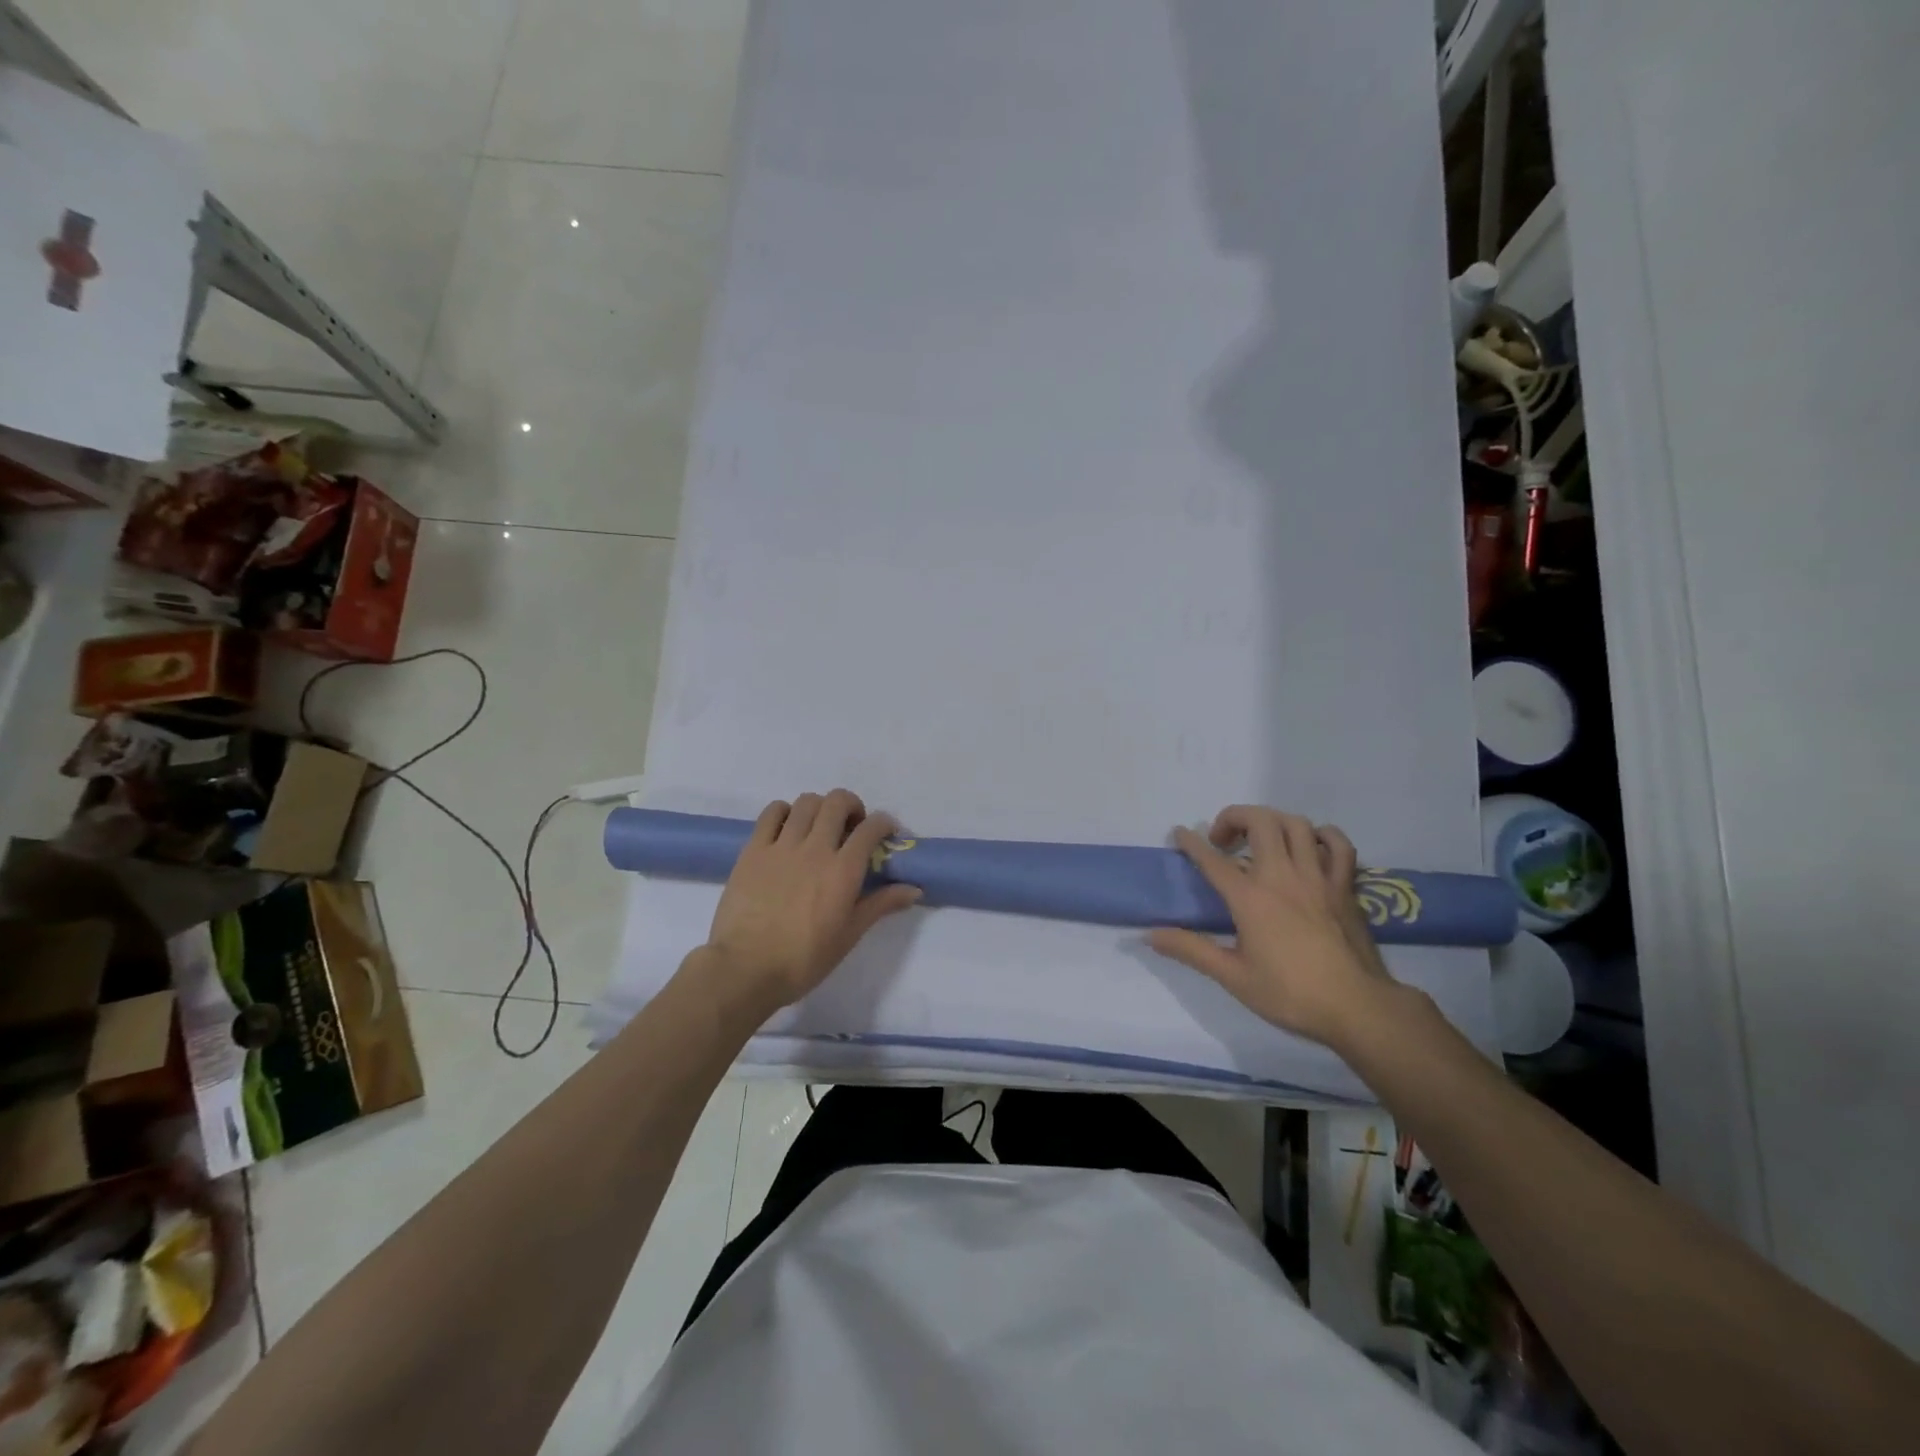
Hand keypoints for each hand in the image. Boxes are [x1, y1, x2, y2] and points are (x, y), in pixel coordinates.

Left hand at [698, 789, 921, 1020]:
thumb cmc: (803, 959)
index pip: (871, 828)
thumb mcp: (849, 935)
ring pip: (806, 802)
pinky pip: (772, 813)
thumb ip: (880, 904)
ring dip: (820, 808)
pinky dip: (785, 812)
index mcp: (843, 870)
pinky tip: (788, 829)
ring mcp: (781, 845)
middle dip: (852, 806)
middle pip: (837, 802)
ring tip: (819, 827)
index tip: (886, 832)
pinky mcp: (753, 849)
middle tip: (852, 827)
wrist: (745, 969)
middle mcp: (815, 848)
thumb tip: (914, 889)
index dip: (884, 823)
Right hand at [1147, 806, 1397, 1046]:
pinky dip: (1321, 836)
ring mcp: (1318, 877)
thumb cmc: (1290, 994)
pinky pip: (1337, 844)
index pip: (1212, 859)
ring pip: (1296, 824)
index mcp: (1250, 898)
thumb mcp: (1232, 976)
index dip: (1191, 842)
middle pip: (1259, 821)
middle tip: (1222, 840)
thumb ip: (1190, 949)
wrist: (1357, 1008)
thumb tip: (1149, 935)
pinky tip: (1310, 845)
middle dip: (1233, 818)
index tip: (1179, 833)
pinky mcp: (1344, 886)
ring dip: (1272, 822)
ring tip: (1260, 838)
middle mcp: (1282, 876)